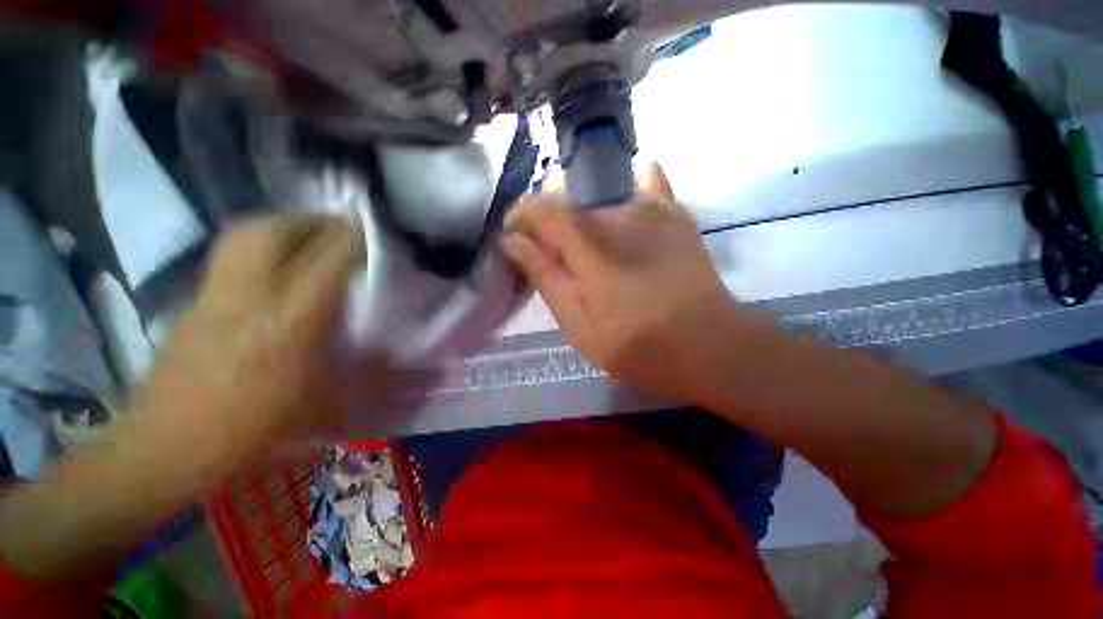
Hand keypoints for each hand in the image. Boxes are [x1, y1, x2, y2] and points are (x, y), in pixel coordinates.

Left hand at [130, 214, 384, 467]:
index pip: (327, 260)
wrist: (167, 447)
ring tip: (307, 235)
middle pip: (274, 231)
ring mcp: (214, 295)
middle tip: (337, 225)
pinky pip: (230, 256)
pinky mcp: (193, 302)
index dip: (352, 238)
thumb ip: (364, 372)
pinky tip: (274, 266)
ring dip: (281, 225)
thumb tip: (392, 353)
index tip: (371, 230)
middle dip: (310, 220)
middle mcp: (250, 296)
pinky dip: (257, 247)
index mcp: (290, 322)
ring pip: (244, 235)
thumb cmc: (253, 429)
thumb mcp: (324, 404)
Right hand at [504, 165, 740, 400]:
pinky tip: (628, 188)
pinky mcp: (674, 214)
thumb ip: (545, 277)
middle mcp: (615, 214)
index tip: (514, 239)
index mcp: (588, 245)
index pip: (539, 209)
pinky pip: (649, 184)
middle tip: (552, 258)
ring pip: (598, 200)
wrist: (709, 346)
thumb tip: (512, 241)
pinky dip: (633, 183)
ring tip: (588, 251)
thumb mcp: (578, 323)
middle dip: (549, 226)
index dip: (520, 218)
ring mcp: (650, 209)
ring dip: (582, 218)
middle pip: (567, 204)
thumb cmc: (637, 345)